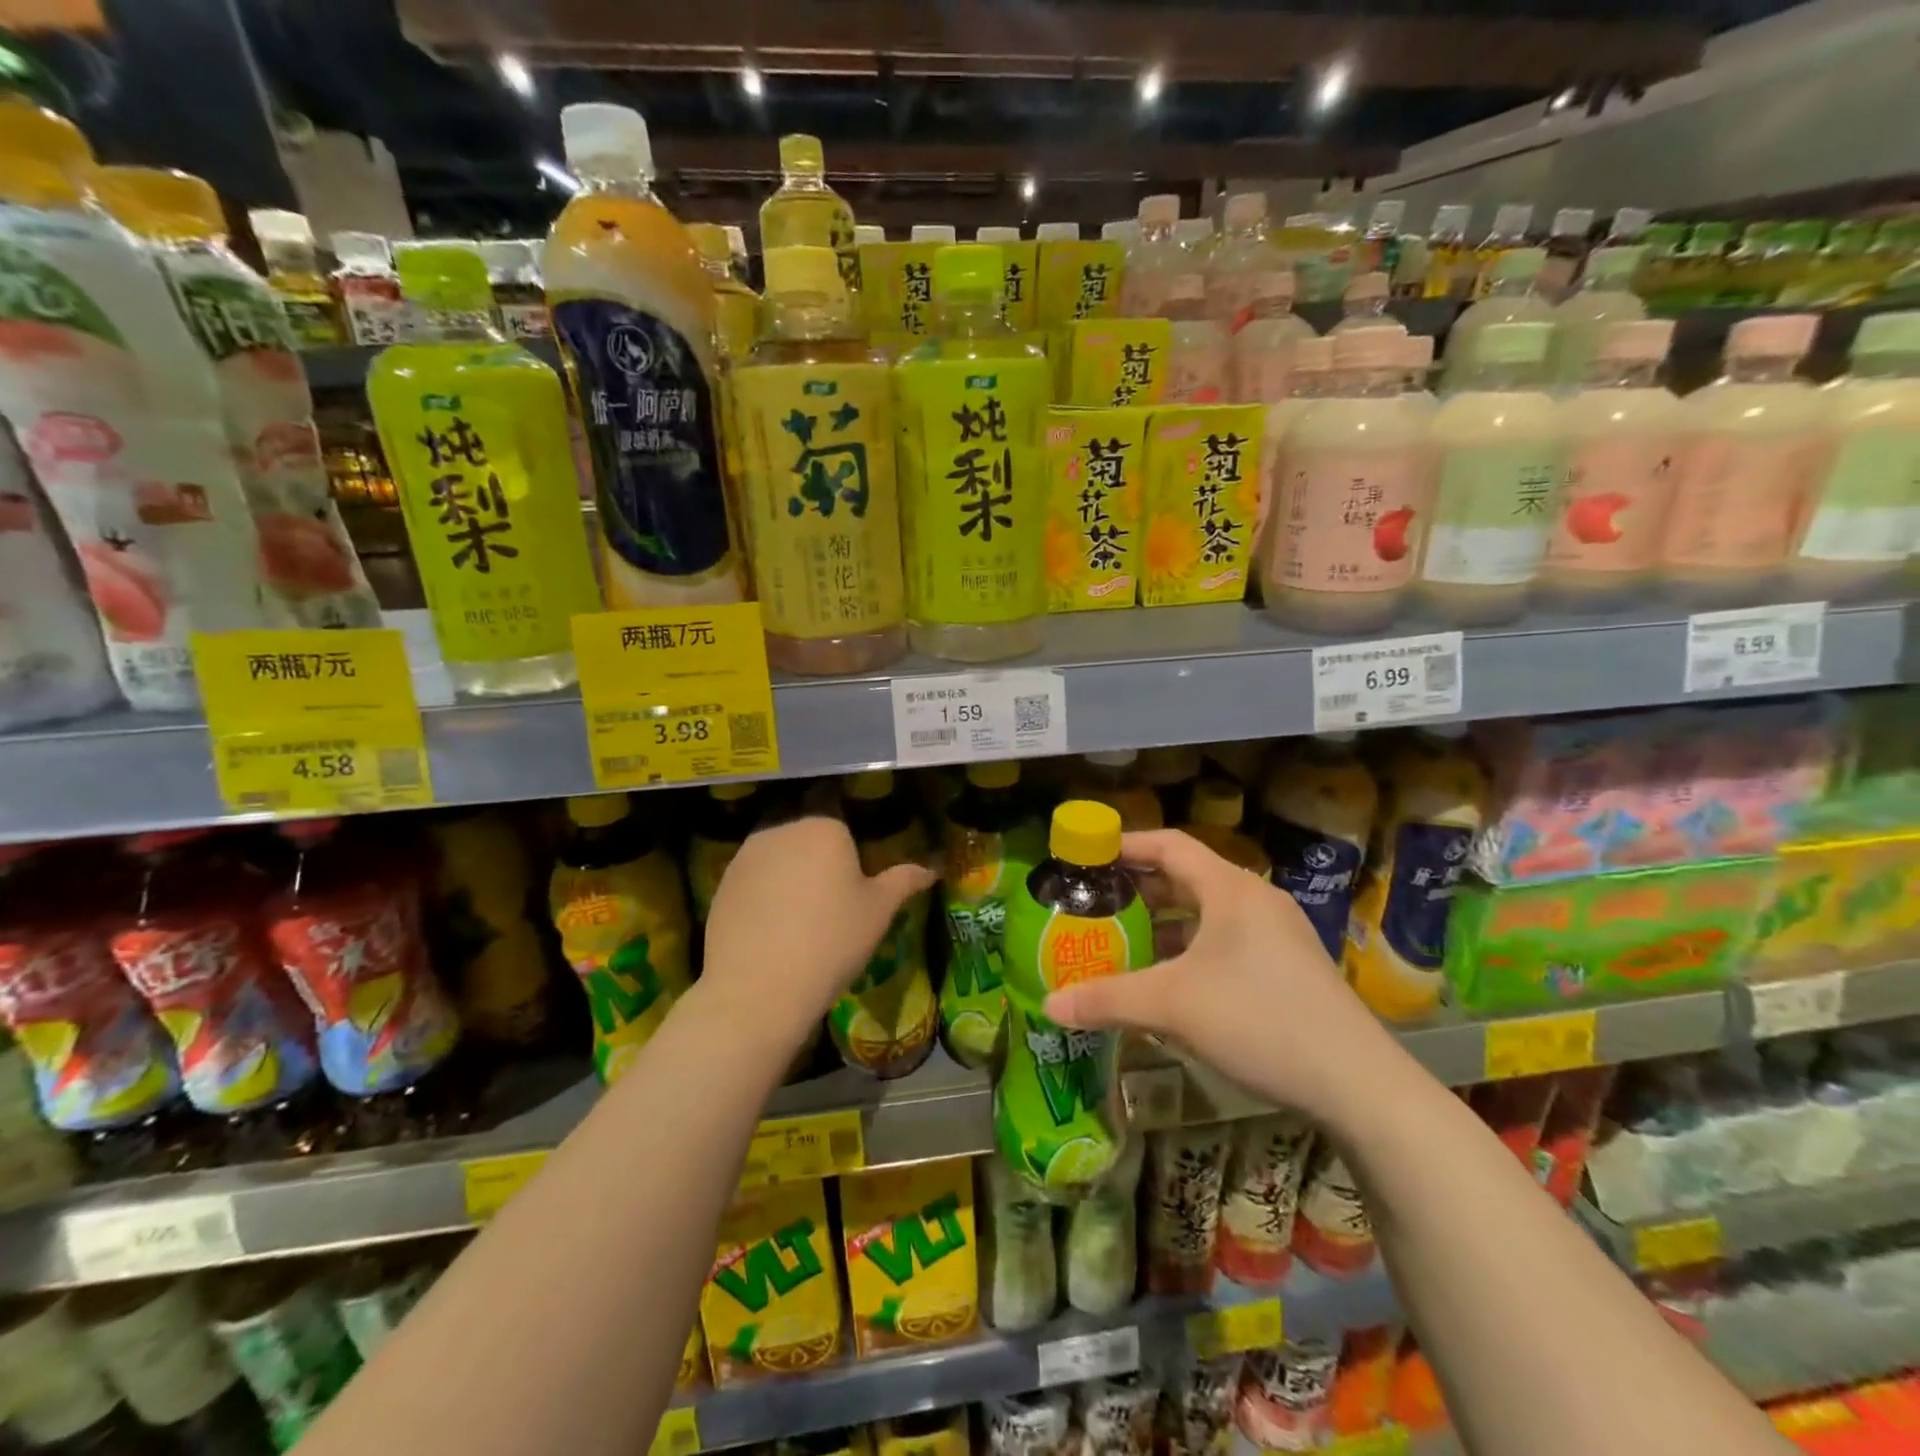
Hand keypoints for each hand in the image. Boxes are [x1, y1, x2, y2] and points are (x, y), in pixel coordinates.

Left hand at [701, 815, 936, 1049]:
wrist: (758, 988)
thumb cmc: (831, 942)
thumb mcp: (879, 912)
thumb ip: (905, 879)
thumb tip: (934, 866)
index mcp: (824, 827)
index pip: (844, 826)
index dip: (852, 857)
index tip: (855, 889)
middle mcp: (782, 828)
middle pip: (808, 837)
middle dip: (819, 860)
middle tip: (831, 904)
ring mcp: (746, 855)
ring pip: (779, 856)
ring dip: (790, 875)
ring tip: (800, 919)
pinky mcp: (722, 882)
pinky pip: (754, 879)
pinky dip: (764, 894)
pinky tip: (771, 929)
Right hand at [1043, 829, 1411, 1128]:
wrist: (1358, 1083)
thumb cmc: (1258, 1020)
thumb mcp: (1172, 1007)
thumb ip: (1107, 1000)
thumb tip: (1048, 1005)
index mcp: (1230, 889)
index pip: (1169, 845)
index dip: (1127, 844)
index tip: (1089, 852)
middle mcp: (1255, 900)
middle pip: (1187, 876)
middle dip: (1139, 887)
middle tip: (1096, 900)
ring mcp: (1277, 934)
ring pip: (1207, 913)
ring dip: (1165, 922)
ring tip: (1123, 939)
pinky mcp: (1288, 966)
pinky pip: (1226, 940)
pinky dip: (1190, 948)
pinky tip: (1168, 980)